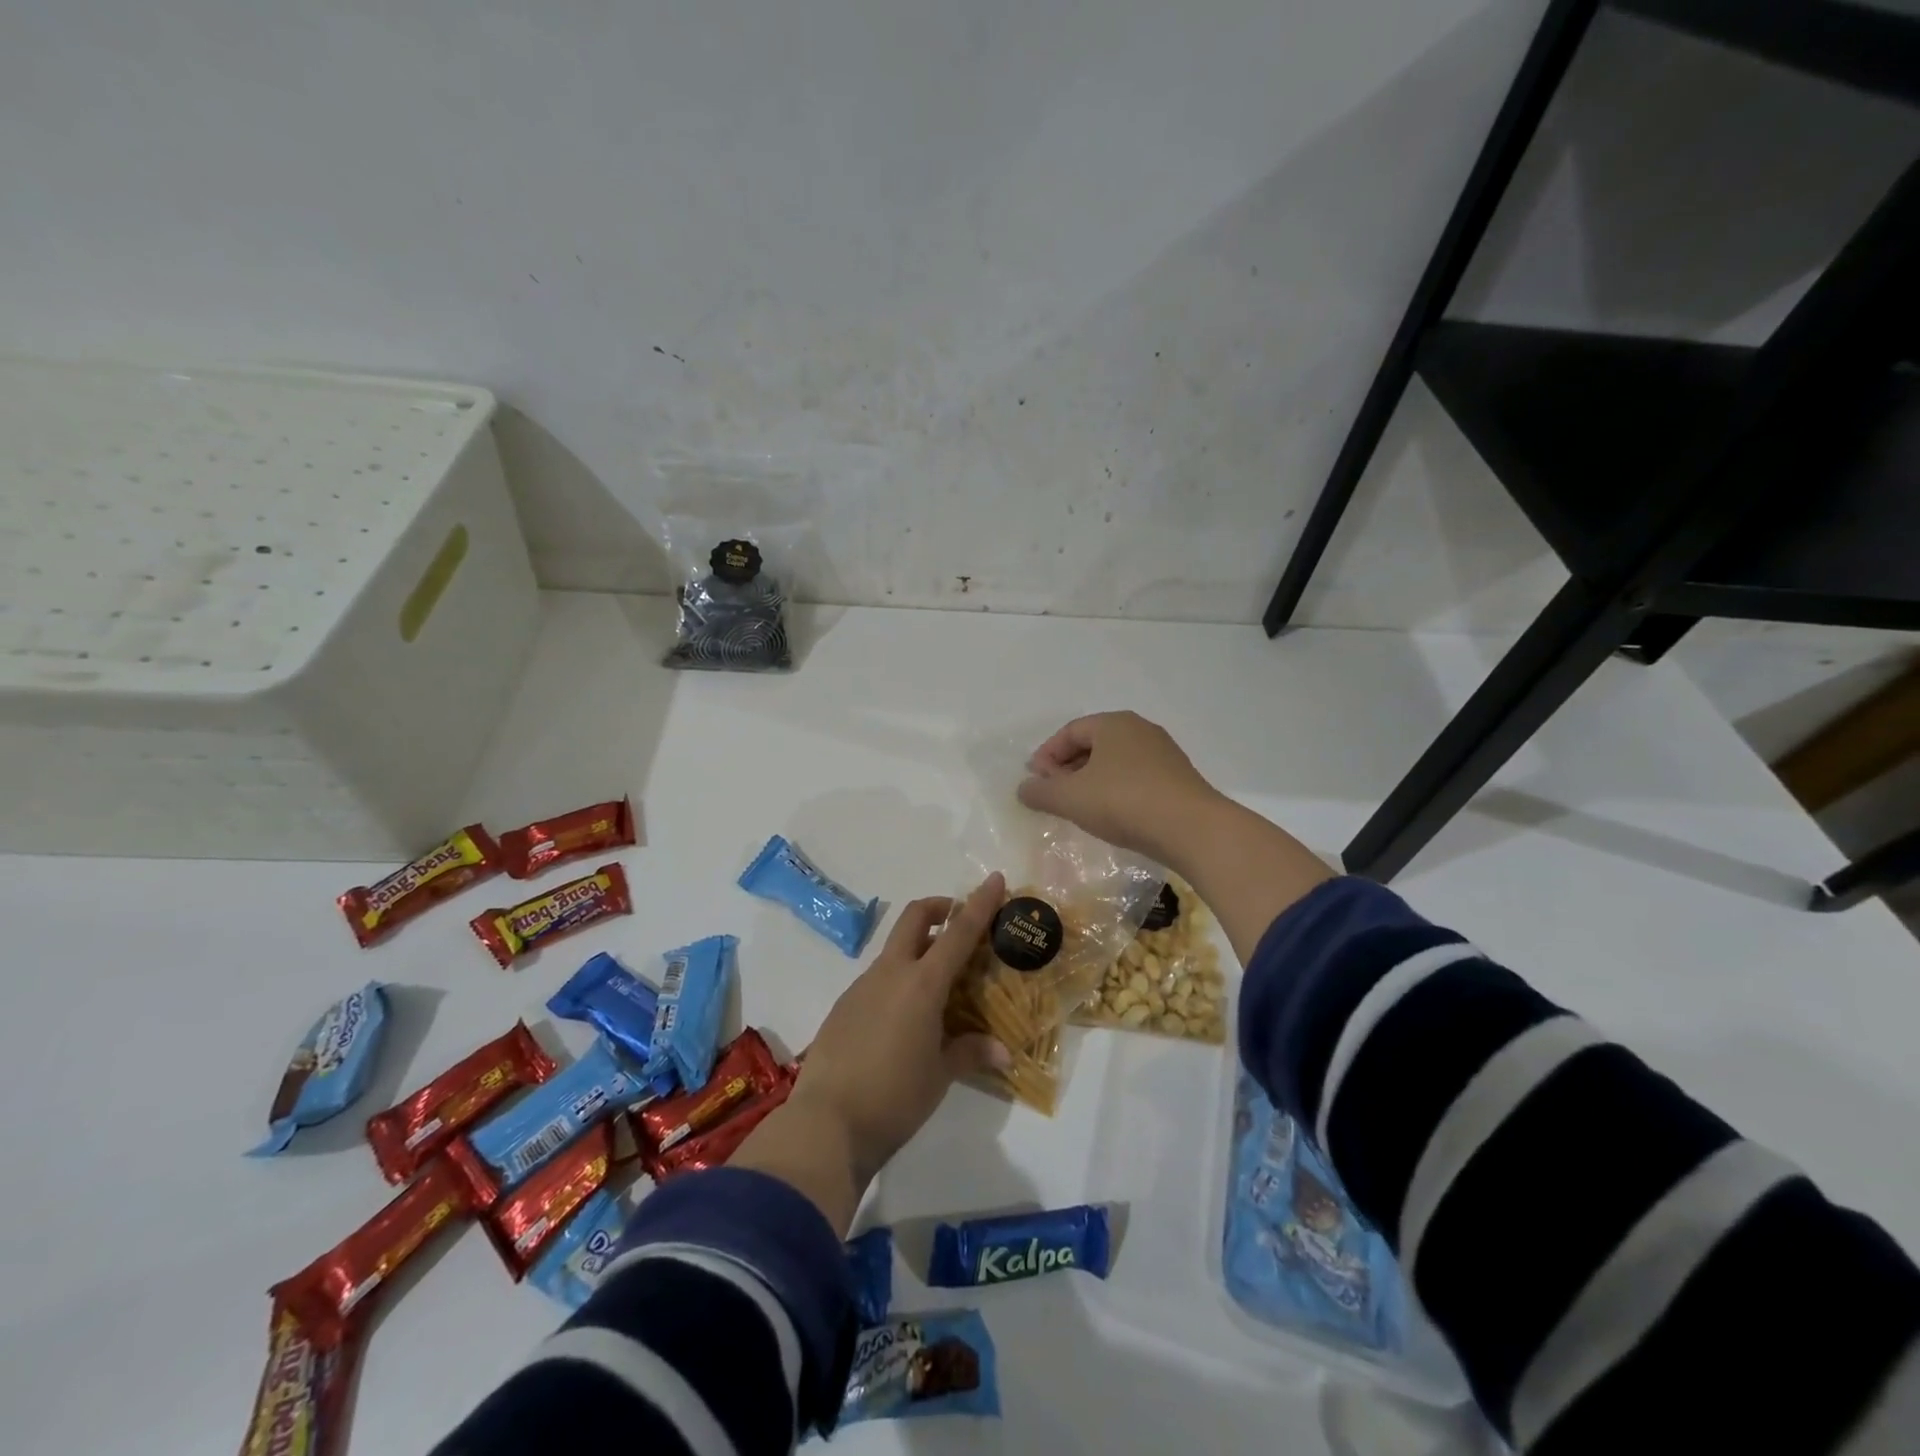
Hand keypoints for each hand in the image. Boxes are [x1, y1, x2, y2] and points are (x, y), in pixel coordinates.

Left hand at [736, 873, 1008, 1230]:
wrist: (826, 1124)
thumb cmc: (894, 1097)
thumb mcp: (940, 1077)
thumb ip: (970, 1053)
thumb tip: (1004, 1053)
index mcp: (921, 984)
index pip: (958, 932)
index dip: (980, 903)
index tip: (995, 879)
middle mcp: (890, 973)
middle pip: (914, 918)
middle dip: (939, 907)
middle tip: (959, 921)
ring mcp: (861, 986)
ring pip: (894, 949)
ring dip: (918, 949)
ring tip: (938, 985)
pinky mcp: (843, 1006)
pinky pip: (877, 978)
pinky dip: (898, 980)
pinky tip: (904, 1018)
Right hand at [1016, 711, 1224, 862]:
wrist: (1192, 829)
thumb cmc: (1123, 802)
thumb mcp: (1070, 798)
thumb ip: (1041, 792)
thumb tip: (1024, 788)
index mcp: (1113, 723)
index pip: (1069, 731)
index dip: (1046, 755)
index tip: (1034, 782)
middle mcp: (1140, 730)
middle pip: (1093, 744)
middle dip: (1067, 768)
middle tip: (1054, 795)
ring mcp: (1163, 754)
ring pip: (1115, 762)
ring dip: (1092, 782)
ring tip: (1080, 809)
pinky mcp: (1178, 779)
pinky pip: (1136, 778)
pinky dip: (1116, 791)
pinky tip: (1112, 816)